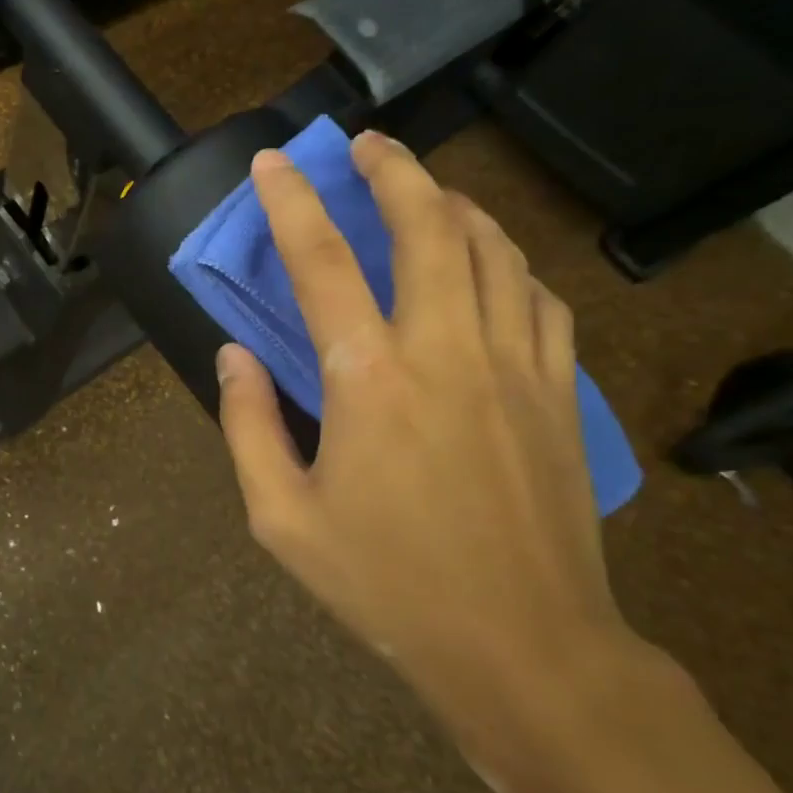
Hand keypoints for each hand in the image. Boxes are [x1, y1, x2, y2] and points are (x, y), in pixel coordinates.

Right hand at [216, 134, 635, 751]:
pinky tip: (490, 261)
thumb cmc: (387, 585)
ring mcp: (514, 366)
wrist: (524, 649)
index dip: (292, 201)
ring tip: (426, 187)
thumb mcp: (280, 518)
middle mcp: (445, 350)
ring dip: (455, 203)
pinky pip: (539, 298)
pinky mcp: (558, 392)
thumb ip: (247, 425)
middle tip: (368, 143)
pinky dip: (508, 261)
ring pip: (494, 249)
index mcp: (368, 379)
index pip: (321, 261)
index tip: (274, 161)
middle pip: (428, 226)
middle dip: (395, 170)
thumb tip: (233, 354)